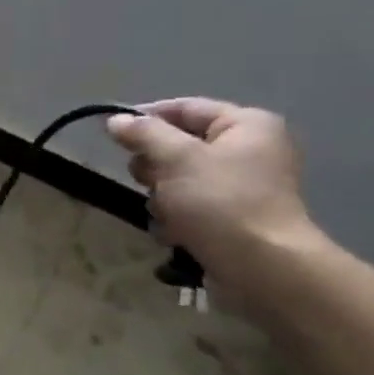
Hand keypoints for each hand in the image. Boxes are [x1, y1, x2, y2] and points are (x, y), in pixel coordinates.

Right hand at [107, 99, 321, 281]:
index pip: (185, 108)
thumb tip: (115, 119)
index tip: (112, 133)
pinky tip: (175, 233)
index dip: (146, 117)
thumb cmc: (221, 202)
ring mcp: (241, 187)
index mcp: (246, 125)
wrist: (261, 266)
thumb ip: (144, 134)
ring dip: (161, 197)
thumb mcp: (176, 158)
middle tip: (144, 180)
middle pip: (179, 146)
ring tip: (165, 214)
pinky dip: (176, 219)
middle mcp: (248, 151)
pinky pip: (190, 207)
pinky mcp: (232, 218)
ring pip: (178, 180)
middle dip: (155, 166)